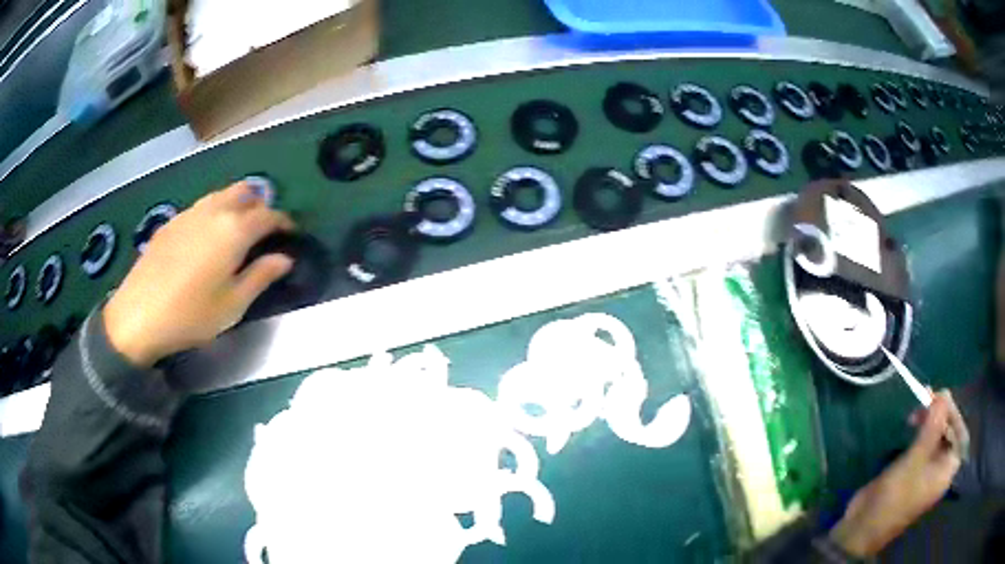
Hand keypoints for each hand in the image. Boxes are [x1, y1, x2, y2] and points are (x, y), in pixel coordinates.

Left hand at [103, 183, 294, 366]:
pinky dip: (214, 213)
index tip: (290, 234)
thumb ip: (261, 277)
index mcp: (234, 230)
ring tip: (236, 232)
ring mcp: (190, 213)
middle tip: (262, 230)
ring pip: (221, 195)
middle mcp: (214, 211)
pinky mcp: (172, 221)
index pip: (268, 214)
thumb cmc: (190, 315)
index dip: (283, 222)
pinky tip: (205, 240)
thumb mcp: (232, 305)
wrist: (138, 315)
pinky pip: (201, 206)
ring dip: (236, 205)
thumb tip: (284, 259)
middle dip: (260, 205)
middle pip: (245, 192)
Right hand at [828, 391, 968, 556]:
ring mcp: (926, 471)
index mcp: (947, 471)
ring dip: (929, 420)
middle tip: (925, 397)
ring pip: (936, 437)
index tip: (939, 395)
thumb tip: (944, 393)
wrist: (862, 527)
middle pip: (949, 433)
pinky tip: (911, 424)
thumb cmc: (895, 497)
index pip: (960, 433)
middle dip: (940, 414)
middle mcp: (940, 470)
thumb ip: (932, 427)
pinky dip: (920, 431)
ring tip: (916, 410)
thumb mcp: (914, 461)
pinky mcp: (913, 471)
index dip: (953, 412)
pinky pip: (924, 444)